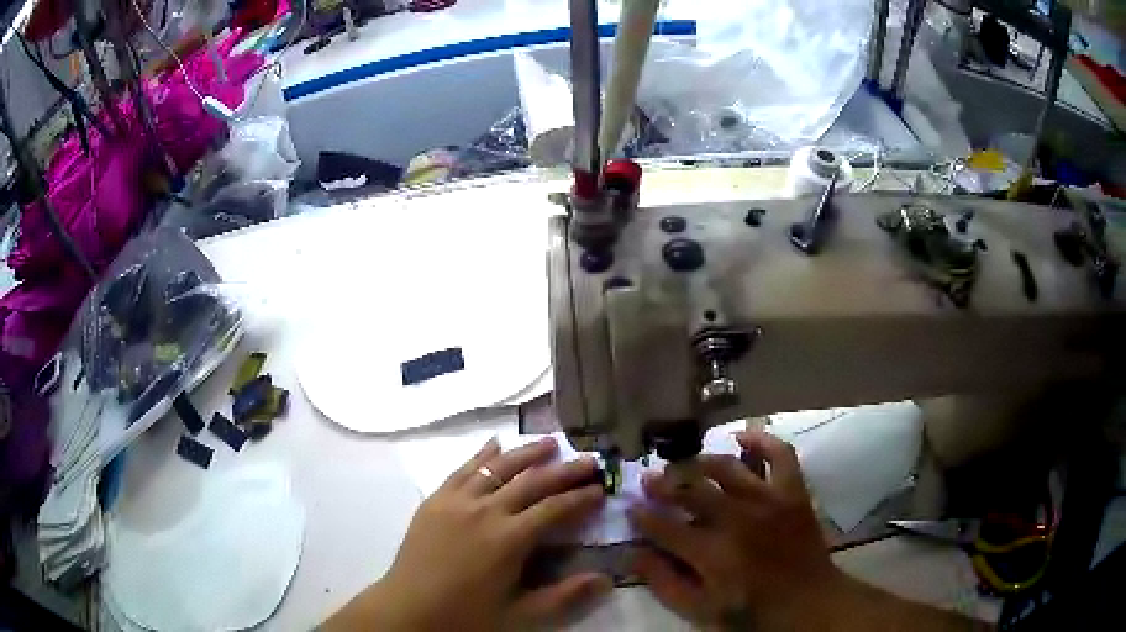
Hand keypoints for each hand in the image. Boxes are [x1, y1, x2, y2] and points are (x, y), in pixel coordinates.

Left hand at [324, 437, 610, 630]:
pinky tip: (494, 445)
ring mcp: (457, 501)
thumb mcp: (520, 615)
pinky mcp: (436, 500)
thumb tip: (607, 580)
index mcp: (509, 539)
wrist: (408, 609)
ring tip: (549, 443)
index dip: (581, 498)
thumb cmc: (467, 616)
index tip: (601, 488)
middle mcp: (485, 510)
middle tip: (588, 459)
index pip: (554, 509)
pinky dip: (481, 455)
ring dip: (526, 454)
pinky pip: (462, 469)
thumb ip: (565, 596)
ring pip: (498, 468)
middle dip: (564, 470)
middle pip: (532, 482)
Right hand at [628, 430, 843, 629]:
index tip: (631, 508)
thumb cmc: (751, 611)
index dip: (643, 517)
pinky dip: (762, 441)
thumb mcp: (699, 610)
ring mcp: (768, 500)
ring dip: (700, 462)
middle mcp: (737, 519)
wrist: (808, 601)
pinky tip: (743, 437)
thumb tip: (633, 555)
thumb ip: (664, 583)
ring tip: (687, 465)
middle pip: (691, 491)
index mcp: (711, 552)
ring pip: (727, 468)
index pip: (664, 526)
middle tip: (649, 480)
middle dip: (664, 484)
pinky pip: (780, 455)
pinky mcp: (792, 492)